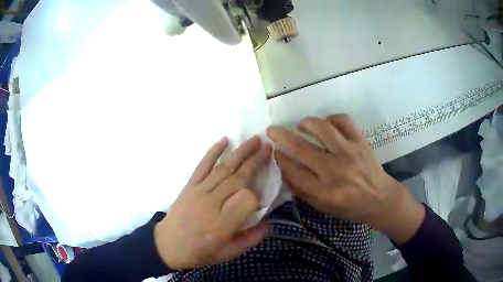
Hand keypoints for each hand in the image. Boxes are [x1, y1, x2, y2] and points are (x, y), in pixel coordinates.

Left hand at [154, 136, 271, 269]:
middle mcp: (212, 203)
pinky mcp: (189, 185)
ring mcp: (199, 191)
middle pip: (238, 177)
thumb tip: (268, 224)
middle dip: (256, 161)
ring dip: (241, 152)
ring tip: (255, 140)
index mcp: (222, 224)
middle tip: (269, 147)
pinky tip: (225, 141)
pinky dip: (213, 152)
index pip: (247, 199)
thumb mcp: (227, 254)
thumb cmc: (198, 252)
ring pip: (224, 168)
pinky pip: (203, 165)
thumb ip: (249, 239)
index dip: (257, 197)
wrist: (167, 245)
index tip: (259, 201)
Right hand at [267, 115, 424, 243]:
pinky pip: (344, 121)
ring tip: (301, 125)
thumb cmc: (350, 207)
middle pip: (302, 148)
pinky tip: (327, 124)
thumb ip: (302, 190)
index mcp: (325, 191)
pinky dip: (332, 119)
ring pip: (323, 128)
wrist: (379, 199)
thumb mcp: (323, 207)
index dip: (280, 158)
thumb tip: (284, 168)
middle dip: (281, 136)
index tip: (273, 150)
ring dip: (307, 123)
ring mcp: (350, 153)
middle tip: (272, 130)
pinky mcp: (361, 142)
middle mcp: (336, 170)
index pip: (294, 171)